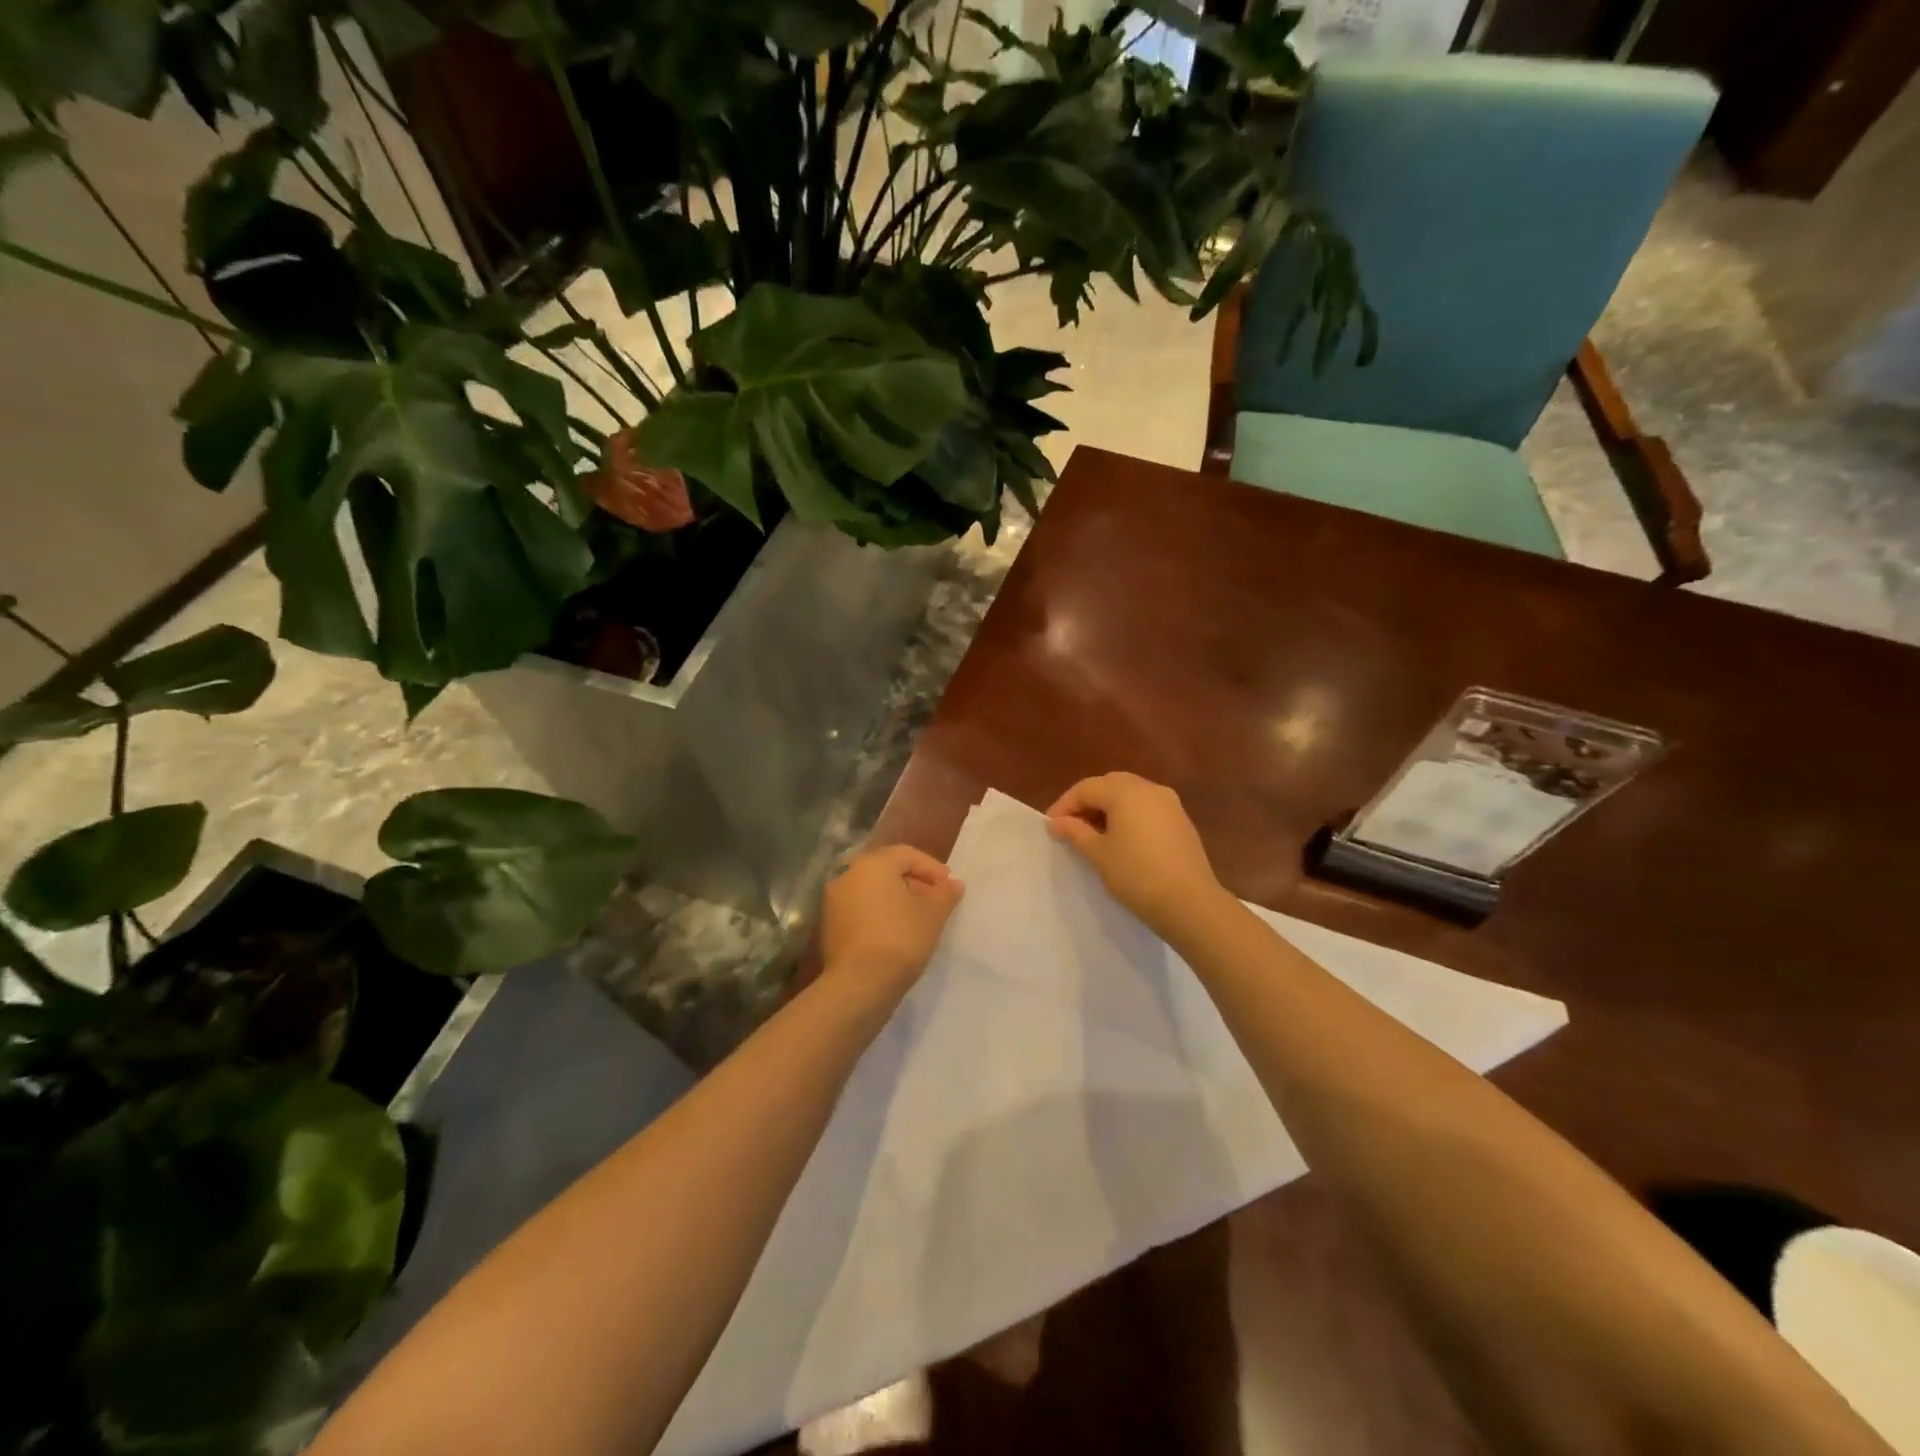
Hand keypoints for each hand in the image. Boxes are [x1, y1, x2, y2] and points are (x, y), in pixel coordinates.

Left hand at [819, 845, 964, 1000]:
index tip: (950, 887)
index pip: (907, 854)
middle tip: (936, 903)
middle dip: (915, 883)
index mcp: (871, 864)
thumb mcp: (933, 914)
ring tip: (919, 921)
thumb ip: (945, 894)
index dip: (932, 868)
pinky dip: (880, 916)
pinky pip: (861, 911)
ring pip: (873, 892)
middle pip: (887, 871)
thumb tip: (953, 884)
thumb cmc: (900, 938)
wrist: (859, 985)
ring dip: (897, 900)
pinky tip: (897, 935)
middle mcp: (847, 875)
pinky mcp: (830, 927)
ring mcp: (834, 902)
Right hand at [1047, 772, 1224, 938]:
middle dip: (1087, 802)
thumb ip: (1075, 832)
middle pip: (1110, 785)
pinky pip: (1147, 809)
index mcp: (1126, 791)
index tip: (1051, 827)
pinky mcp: (1181, 821)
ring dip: (1109, 809)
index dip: (1065, 805)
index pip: (1086, 788)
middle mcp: (1149, 788)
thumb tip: (1057, 822)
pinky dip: (1129, 817)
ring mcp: (1170, 803)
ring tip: (1094, 835)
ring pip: (1130, 796)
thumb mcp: (1098, 854)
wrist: (1190, 903)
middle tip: (1071, 827)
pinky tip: (1122, 841)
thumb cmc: (1136, 874)